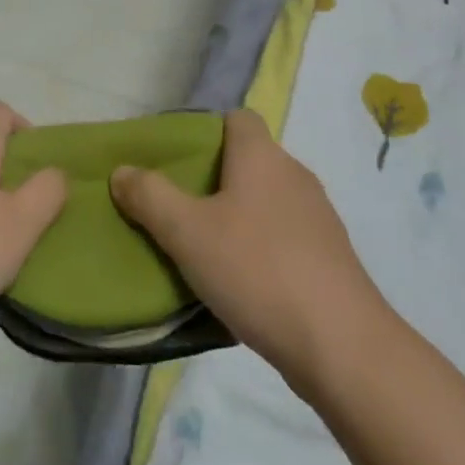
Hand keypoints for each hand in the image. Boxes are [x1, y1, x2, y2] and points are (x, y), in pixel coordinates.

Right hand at [110, 109, 386, 394]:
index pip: (237, 119)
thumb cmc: (257, 270)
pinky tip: (241, 282)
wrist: (342, 346)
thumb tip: (122, 170)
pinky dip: (261, 247)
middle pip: (248, 160)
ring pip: (266, 200)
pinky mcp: (329, 257)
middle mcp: (294, 175)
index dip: (206, 132)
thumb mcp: (187, 233)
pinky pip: (284, 235)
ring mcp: (318, 217)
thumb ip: (149, 196)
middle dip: (213, 179)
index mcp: (262, 156)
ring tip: (203, 248)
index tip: (177, 163)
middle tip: (177, 209)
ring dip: (237, 216)